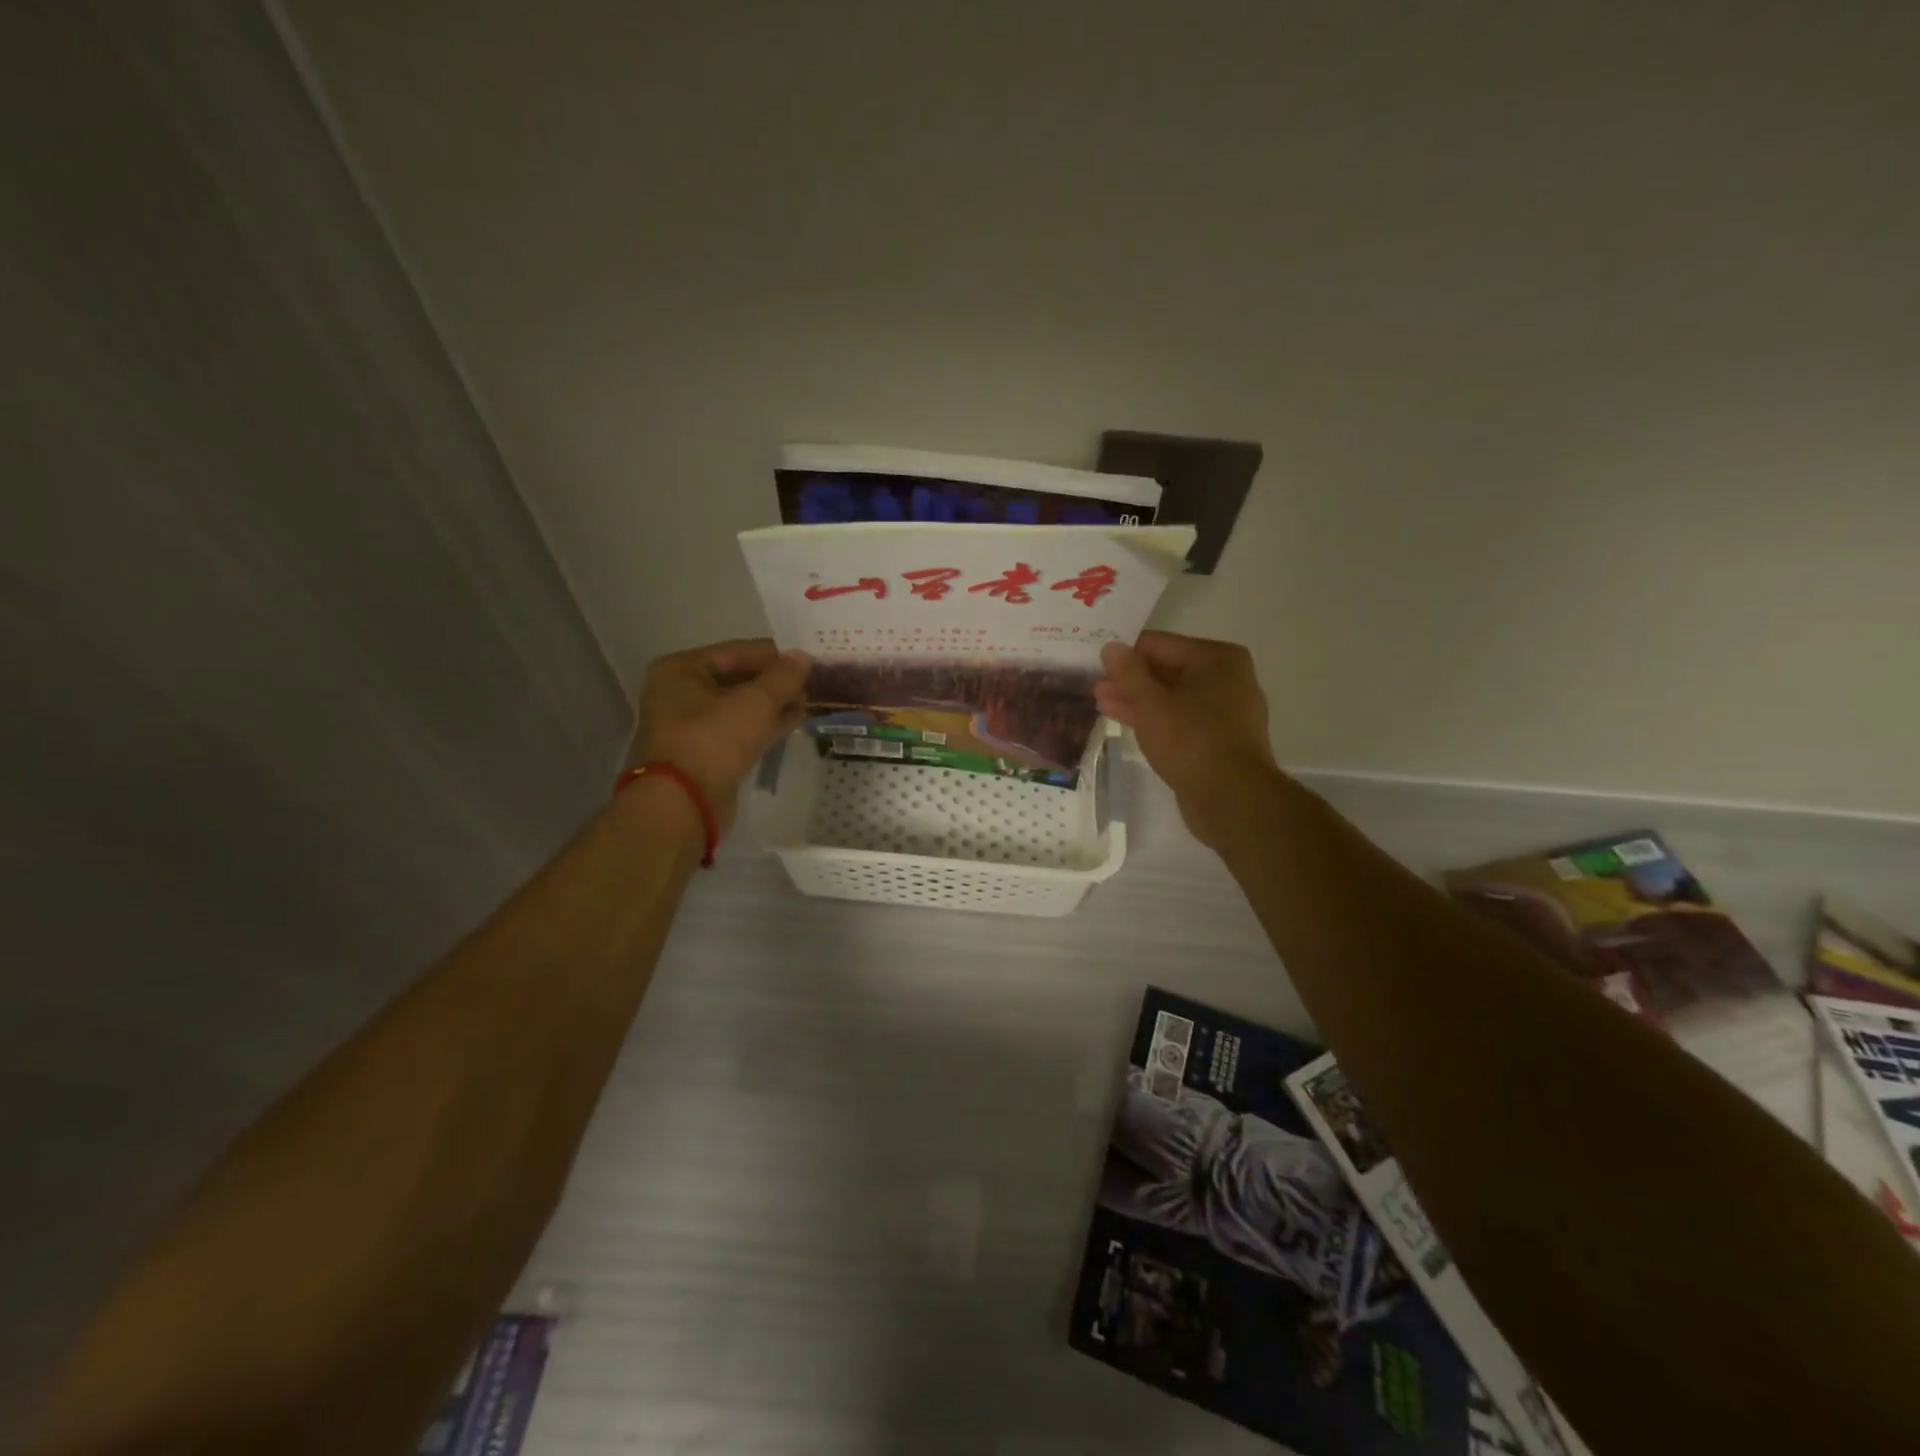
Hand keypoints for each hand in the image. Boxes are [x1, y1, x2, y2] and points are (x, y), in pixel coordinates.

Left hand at [626, 639, 810, 833]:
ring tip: (808, 701)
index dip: (775, 655)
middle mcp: (680, 693)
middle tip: (812, 682)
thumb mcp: (755, 702)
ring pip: (740, 706)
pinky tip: (793, 722)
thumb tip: (802, 657)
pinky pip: (739, 730)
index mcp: (681, 670)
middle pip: (737, 678)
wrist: (683, 804)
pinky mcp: (704, 754)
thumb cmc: (713, 740)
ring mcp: (690, 726)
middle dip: (774, 682)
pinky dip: (764, 725)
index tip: (808, 659)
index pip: (737, 651)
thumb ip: (783, 677)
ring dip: (773, 704)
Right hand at [1096, 631, 1279, 849]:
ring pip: (1171, 697)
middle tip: (1094, 686)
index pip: (1159, 644)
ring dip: (1137, 700)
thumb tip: (1111, 646)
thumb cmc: (1192, 740)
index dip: (1125, 654)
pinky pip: (1180, 720)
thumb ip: (1128, 673)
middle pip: (1167, 670)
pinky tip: (1125, 722)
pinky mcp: (1217, 740)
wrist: (1231, 799)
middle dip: (1130, 679)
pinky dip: (1154, 719)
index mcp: (1217, 659)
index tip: (1096, 663)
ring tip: (1101, 703)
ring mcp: (1224, 712)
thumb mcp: (1151, 703)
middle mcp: (1227, 679)